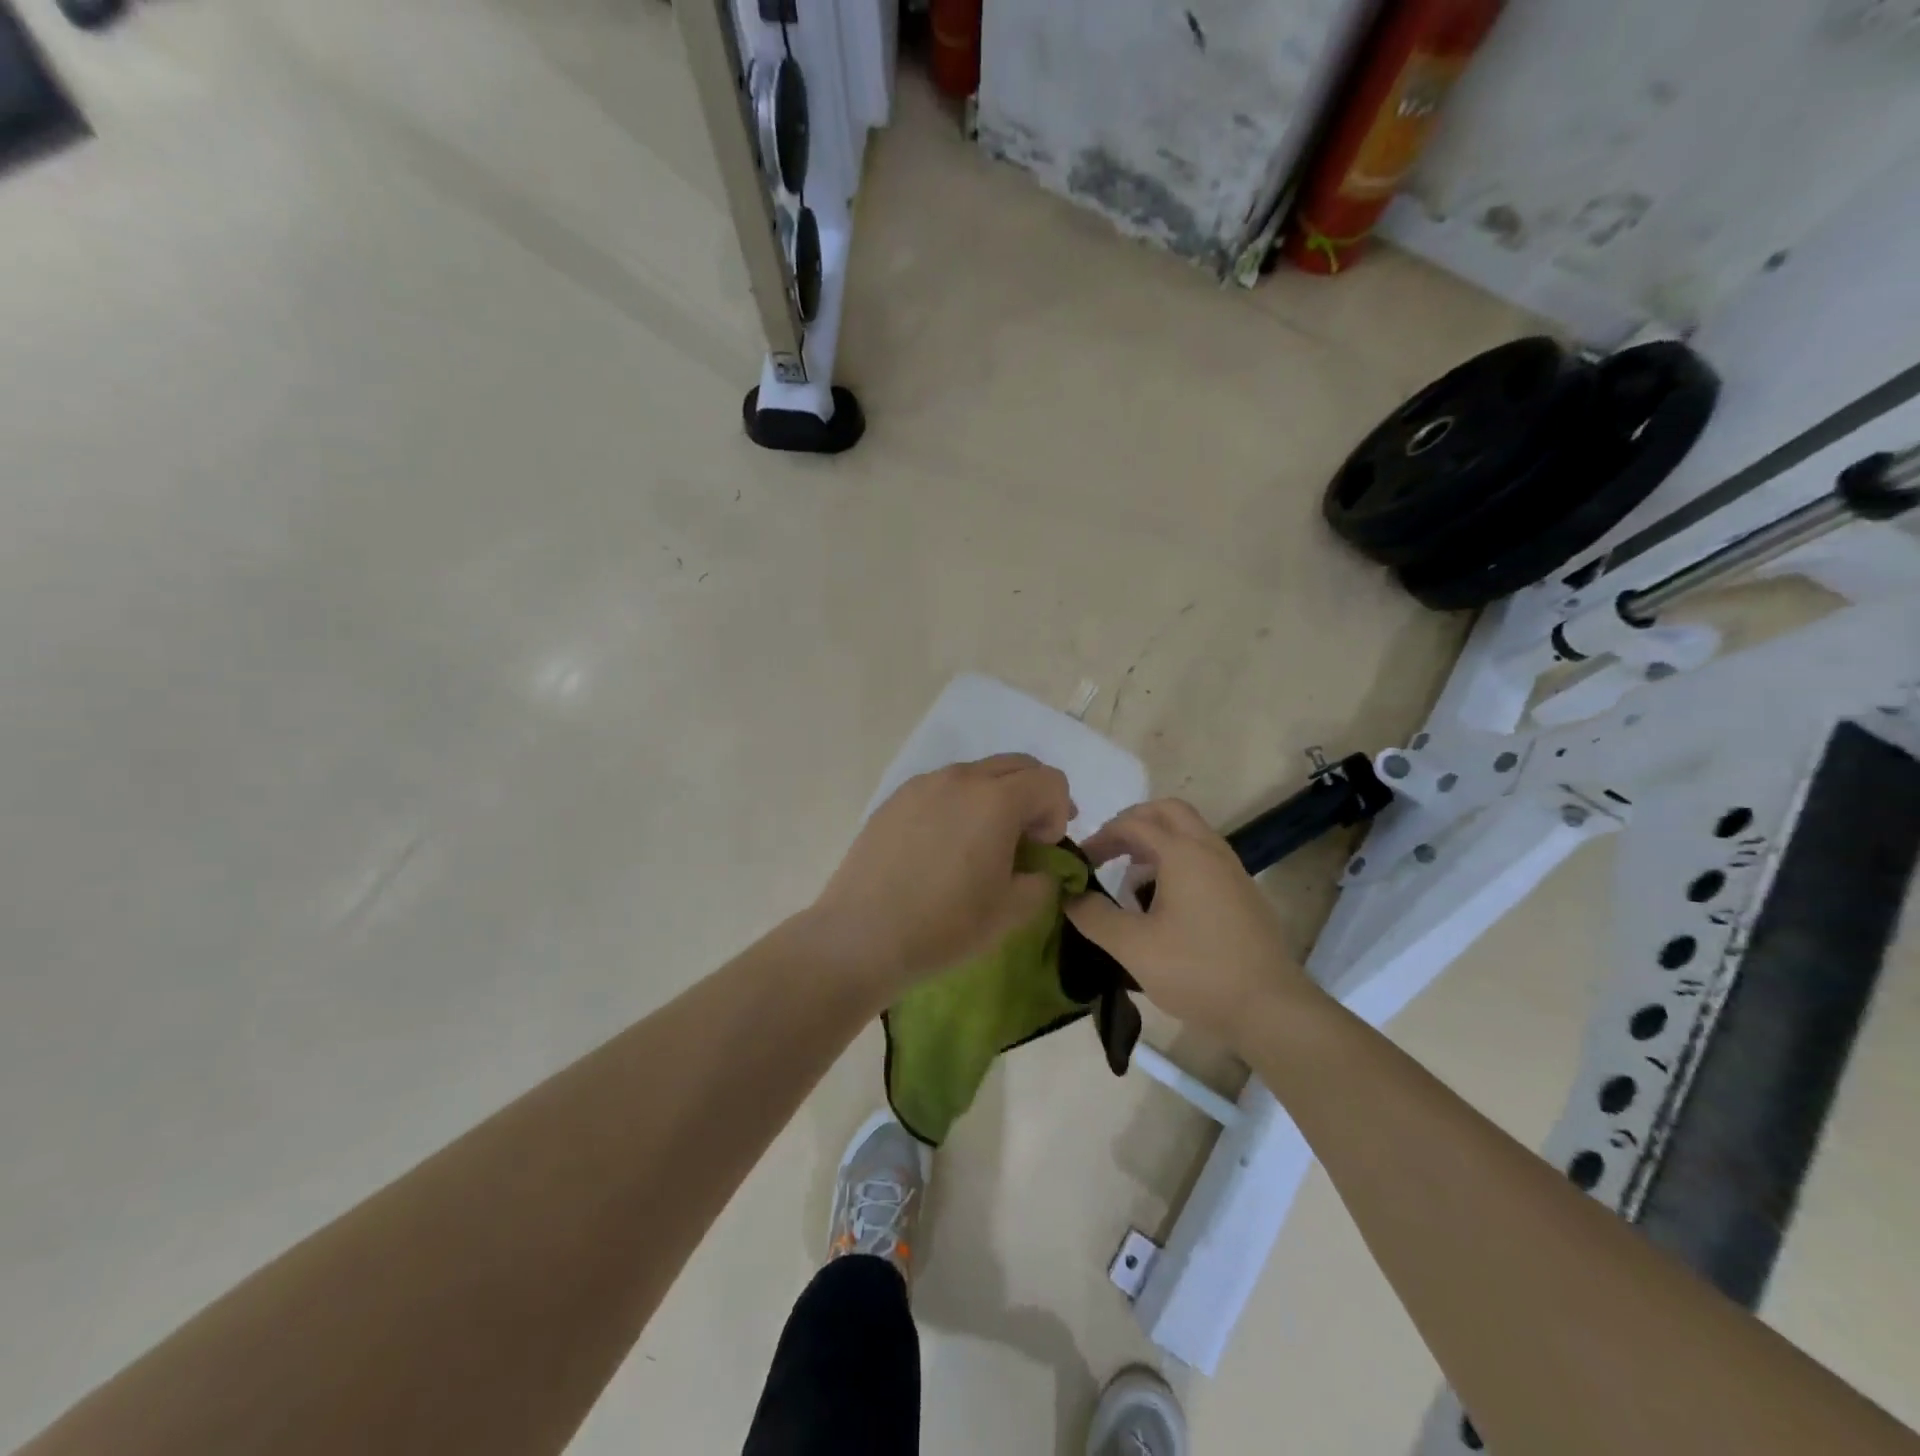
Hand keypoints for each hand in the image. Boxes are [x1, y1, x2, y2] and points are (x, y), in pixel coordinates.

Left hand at [808, 754, 1075, 1001]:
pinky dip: (959, 804)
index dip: (1058, 813)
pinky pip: (941, 788)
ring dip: (995, 797)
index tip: (1042, 849)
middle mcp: (960, 778)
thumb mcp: (1012, 911)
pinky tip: (943, 846)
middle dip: (1033, 796)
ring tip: (982, 842)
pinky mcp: (894, 799)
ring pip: (976, 773)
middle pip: (1016, 765)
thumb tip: (1038, 867)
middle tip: (1028, 838)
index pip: (1050, 781)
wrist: (862, 936)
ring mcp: (922, 784)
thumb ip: (1043, 880)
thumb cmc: (945, 925)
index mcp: (996, 799)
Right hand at [1065, 799, 1318, 1046]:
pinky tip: (1164, 905)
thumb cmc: (1197, 971)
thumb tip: (1069, 895)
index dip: (1101, 837)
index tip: (1080, 863)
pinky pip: (1203, 858)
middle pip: (1168, 812)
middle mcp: (1210, 850)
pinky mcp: (1242, 893)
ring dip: (1156, 844)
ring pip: (1189, 834)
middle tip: (1108, 851)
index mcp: (1183, 853)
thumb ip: (1094, 916)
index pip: (1133, 824)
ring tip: (1132, 882)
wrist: (1270, 1007)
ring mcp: (1232, 870)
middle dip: (1133, 824)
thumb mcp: (1133, 946)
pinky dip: (1177, 862)